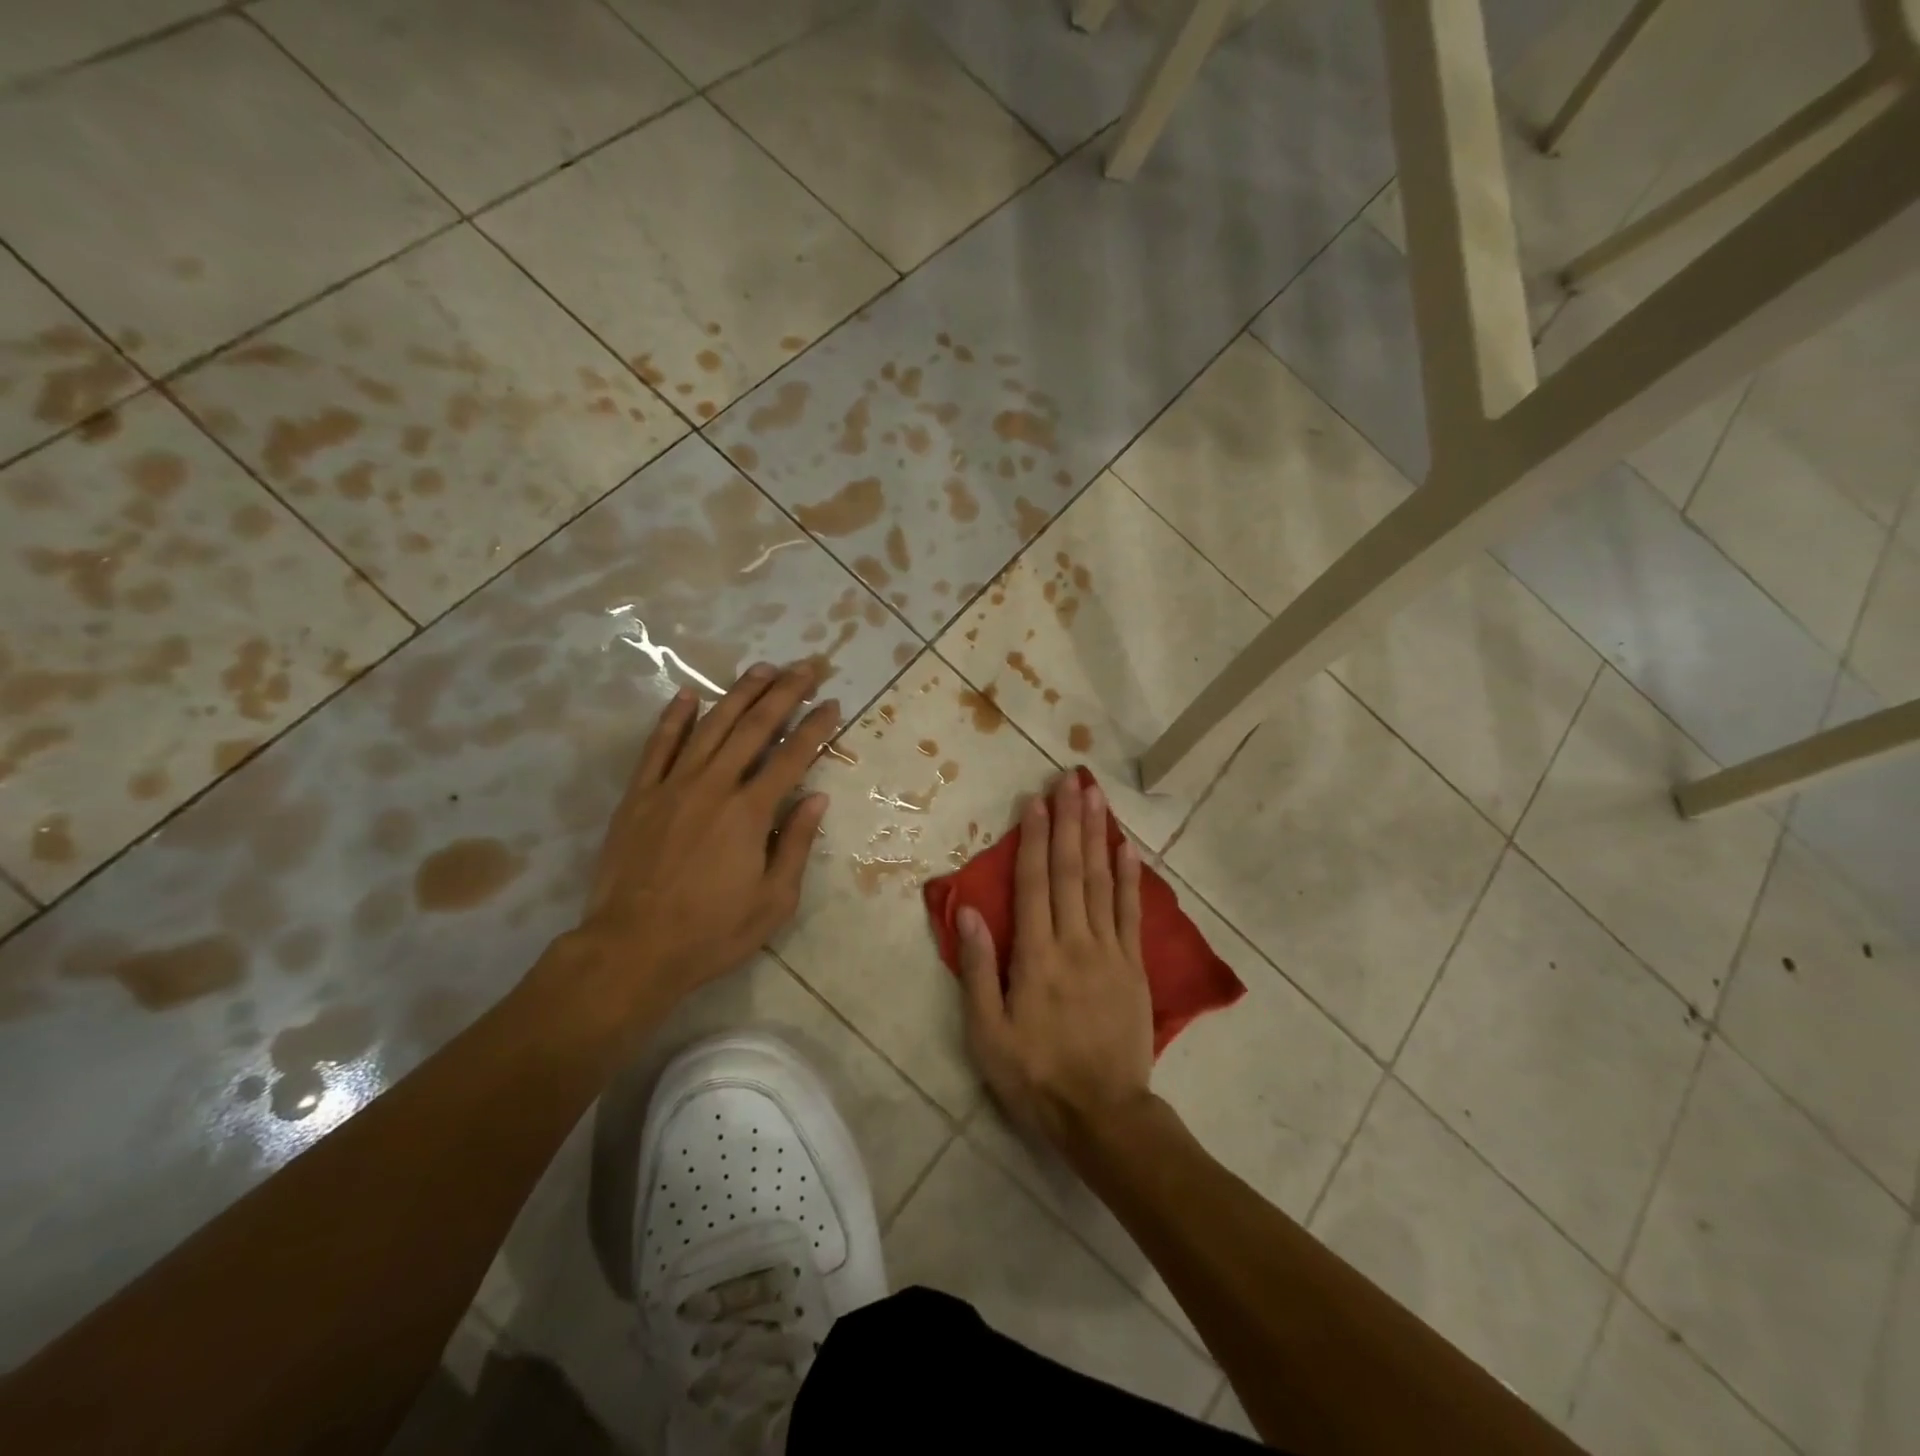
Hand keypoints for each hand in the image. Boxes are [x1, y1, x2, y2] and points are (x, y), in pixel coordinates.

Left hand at [570, 661, 837, 1013]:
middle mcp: (714, 786)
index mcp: (750, 812)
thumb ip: (795, 844)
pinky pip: (658, 747)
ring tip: (762, 668)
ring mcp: (672, 786)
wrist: (632, 949)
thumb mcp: (774, 901)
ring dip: (739, 693)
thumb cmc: (712, 932)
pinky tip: (688, 695)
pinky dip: (674, 718)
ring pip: (710, 726)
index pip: (792, 756)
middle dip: (785, 692)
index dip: (816, 727)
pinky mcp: (638, 796)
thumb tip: (817, 799)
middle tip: (807, 667)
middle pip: (754, 727)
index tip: (833, 703)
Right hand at [957, 772, 1154, 1150]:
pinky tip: (1127, 847)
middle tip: (1071, 779)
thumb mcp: (988, 1033)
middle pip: (1071, 870)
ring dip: (1097, 835)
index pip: (1035, 883)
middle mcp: (1075, 941)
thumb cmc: (1036, 1076)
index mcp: (1036, 955)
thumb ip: (978, 969)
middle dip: (1069, 821)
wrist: (1103, 1115)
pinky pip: (1131, 913)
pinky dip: (1129, 877)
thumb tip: (968, 910)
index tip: (1036, 801)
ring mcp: (1110, 951)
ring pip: (1102, 881)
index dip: (1034, 838)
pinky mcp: (1133, 966)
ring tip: (1095, 797)